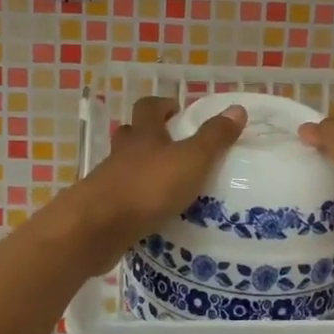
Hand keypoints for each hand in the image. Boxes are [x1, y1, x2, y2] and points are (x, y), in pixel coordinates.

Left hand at [57, 97, 245, 273]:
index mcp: (144, 135)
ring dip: (142, 171)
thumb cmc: (148, 187)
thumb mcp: (192, 160)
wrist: (97, 228)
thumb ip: (214, 138)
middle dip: (150, 137)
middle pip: (131, 135)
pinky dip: (135, 201)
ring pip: (124, 167)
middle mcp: (123, 153)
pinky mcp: (103, 210)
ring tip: (167, 185)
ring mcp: (108, 181)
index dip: (162, 105)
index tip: (177, 111)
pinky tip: (152, 215)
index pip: (149, 108)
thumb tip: (237, 109)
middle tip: (173, 148)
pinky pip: (121, 199)